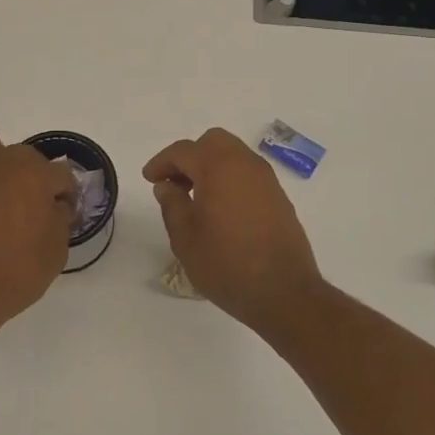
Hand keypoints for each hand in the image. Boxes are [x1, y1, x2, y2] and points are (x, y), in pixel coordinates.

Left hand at [0, 127, 77, 327]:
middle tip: (28, 208)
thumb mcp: (57, 251)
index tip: (63, 215)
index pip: (61, 174)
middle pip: (23, 155)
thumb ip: (60, 219)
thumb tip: (56, 206)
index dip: (65, 195)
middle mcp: (1, 162)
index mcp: (35, 174)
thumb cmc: (17, 273)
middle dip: (30, 176)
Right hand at [143, 128, 324, 328]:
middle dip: (190, 156)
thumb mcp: (185, 237)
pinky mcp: (279, 197)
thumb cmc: (226, 263)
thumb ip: (172, 204)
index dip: (162, 162)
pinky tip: (221, 208)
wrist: (284, 292)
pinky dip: (230, 179)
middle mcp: (245, 164)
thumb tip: (167, 185)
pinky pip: (248, 174)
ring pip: (234, 155)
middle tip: (175, 183)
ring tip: (195, 197)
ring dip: (211, 166)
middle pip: (213, 142)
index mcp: (219, 166)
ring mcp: (267, 179)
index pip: (183, 151)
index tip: (150, 178)